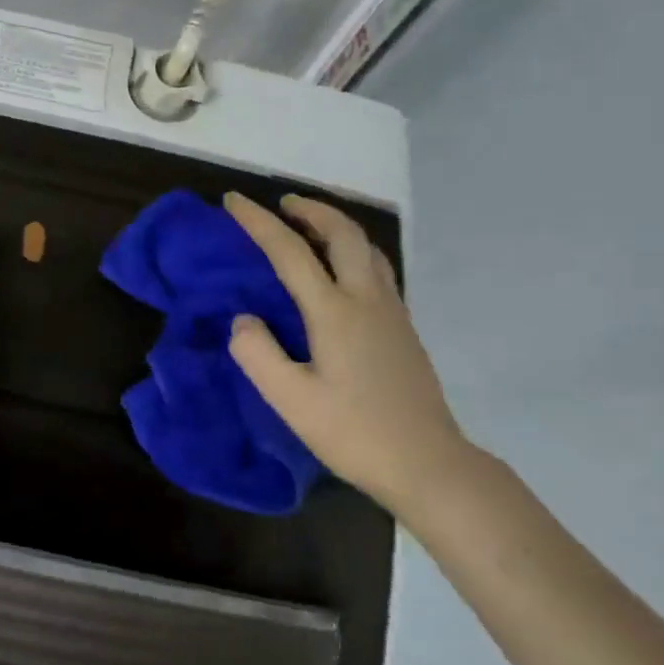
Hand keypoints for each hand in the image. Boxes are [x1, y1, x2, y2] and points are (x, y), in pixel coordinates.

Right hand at [223, 191, 473, 512]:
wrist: (428, 464)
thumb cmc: (353, 433)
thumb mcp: (290, 400)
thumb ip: (257, 353)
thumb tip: (243, 319)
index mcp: (334, 312)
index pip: (289, 252)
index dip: (258, 222)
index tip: (234, 200)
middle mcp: (367, 300)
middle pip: (343, 233)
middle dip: (310, 209)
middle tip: (282, 203)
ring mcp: (391, 312)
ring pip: (367, 248)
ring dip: (336, 226)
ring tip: (310, 227)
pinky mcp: (403, 329)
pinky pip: (377, 268)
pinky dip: (353, 250)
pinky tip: (341, 271)